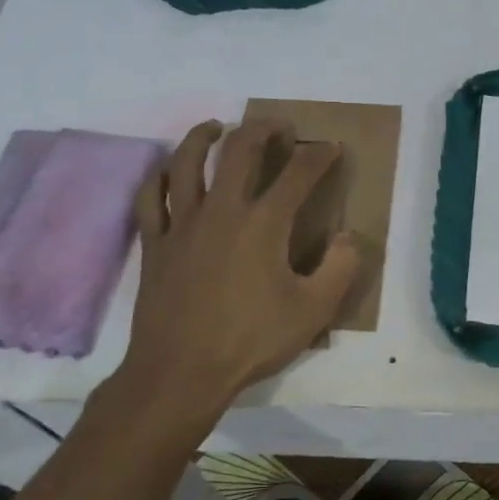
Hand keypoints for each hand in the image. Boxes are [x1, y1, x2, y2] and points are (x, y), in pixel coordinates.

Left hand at [114, 120, 362, 423]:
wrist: (180, 373)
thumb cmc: (250, 341)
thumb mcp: (313, 311)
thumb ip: (339, 269)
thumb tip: (348, 237)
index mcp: (263, 224)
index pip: (298, 174)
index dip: (319, 156)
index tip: (331, 148)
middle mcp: (222, 211)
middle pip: (240, 150)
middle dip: (263, 129)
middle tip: (278, 126)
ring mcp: (183, 224)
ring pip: (187, 163)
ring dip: (203, 137)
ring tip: (216, 127)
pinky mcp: (155, 244)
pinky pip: (151, 198)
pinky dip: (160, 177)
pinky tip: (168, 172)